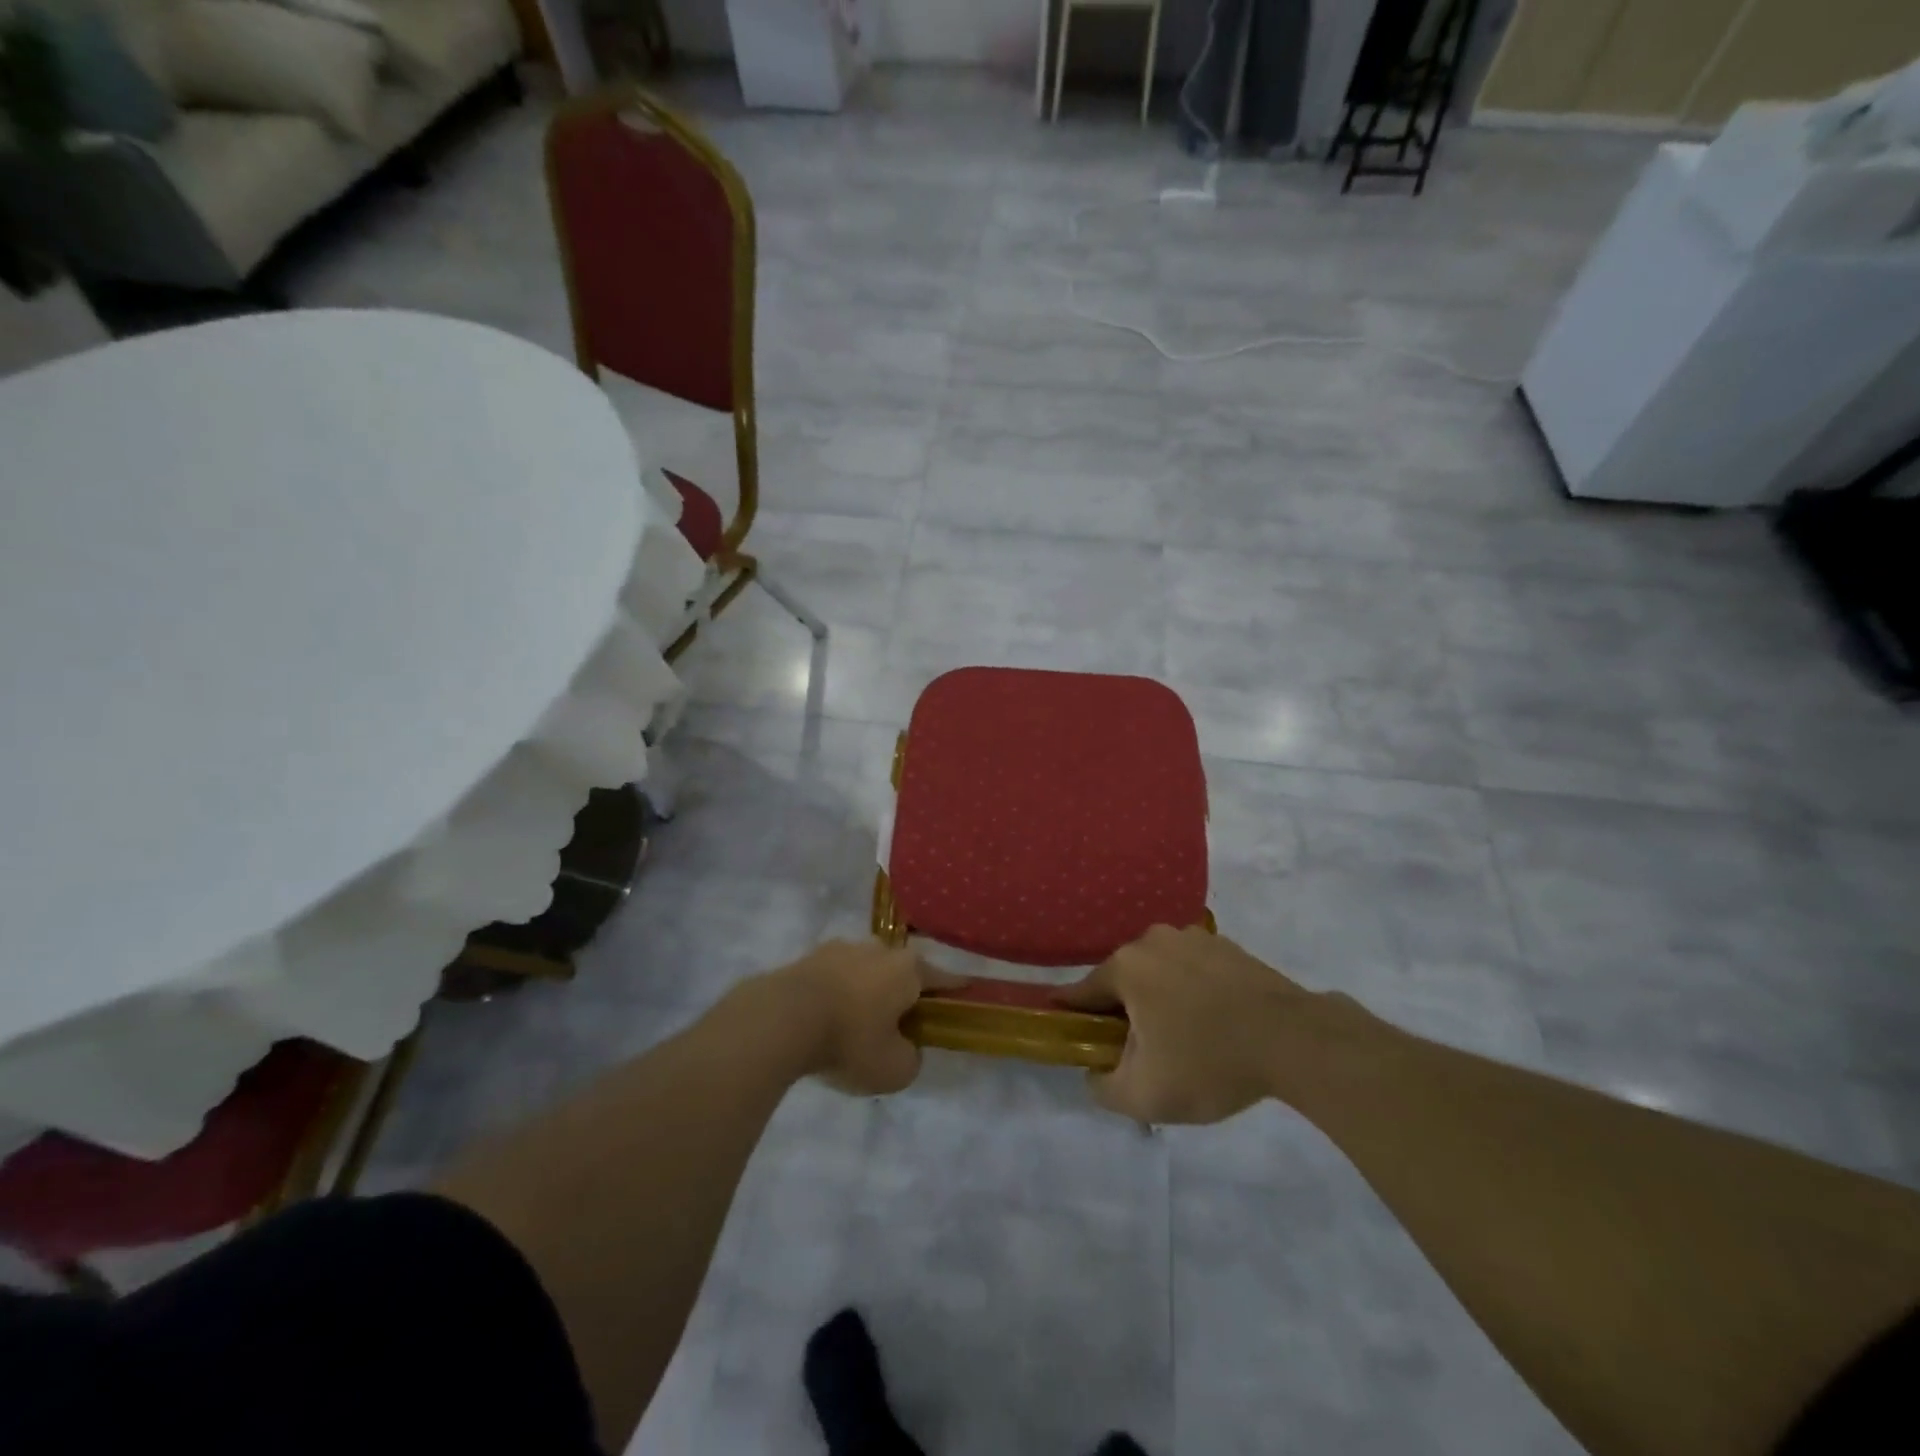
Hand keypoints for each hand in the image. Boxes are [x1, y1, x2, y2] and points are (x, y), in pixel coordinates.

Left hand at [766, 940, 963, 1094]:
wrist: (781, 1018)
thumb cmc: (850, 1040)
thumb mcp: (894, 1069)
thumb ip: (911, 1058)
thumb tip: (905, 1047)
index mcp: (908, 969)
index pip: (942, 978)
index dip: (955, 989)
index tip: (966, 992)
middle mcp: (879, 949)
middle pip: (900, 970)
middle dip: (902, 992)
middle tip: (899, 1022)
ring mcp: (841, 948)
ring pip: (865, 970)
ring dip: (866, 991)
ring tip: (855, 1023)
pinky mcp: (809, 957)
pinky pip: (834, 977)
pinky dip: (836, 994)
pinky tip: (826, 1018)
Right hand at [1056, 925, 1361, 1123]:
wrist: (1294, 1040)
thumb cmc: (1208, 1063)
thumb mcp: (1144, 1096)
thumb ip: (1102, 1087)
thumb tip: (1094, 1072)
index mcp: (1126, 966)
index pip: (1083, 991)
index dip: (1072, 1013)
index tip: (1068, 1029)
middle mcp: (1152, 940)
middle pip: (1124, 981)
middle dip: (1125, 1013)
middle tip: (1140, 1052)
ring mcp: (1193, 938)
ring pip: (1160, 973)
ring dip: (1160, 1000)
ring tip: (1183, 1040)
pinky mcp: (1227, 946)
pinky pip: (1193, 970)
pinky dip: (1193, 992)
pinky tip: (1213, 1023)